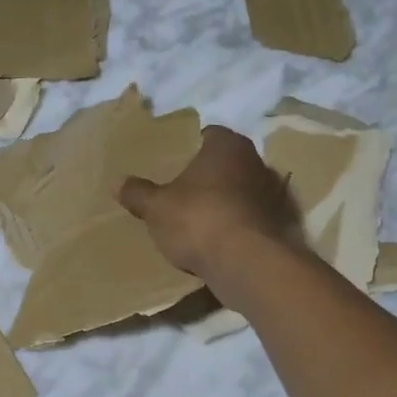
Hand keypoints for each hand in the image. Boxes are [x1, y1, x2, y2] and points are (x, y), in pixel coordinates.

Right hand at [118, 126, 302, 283]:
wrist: (247, 263)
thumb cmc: (198, 219)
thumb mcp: (156, 207)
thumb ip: (138, 193)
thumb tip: (117, 182)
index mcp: (227, 146)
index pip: (209, 134)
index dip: (190, 145)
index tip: (173, 160)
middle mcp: (255, 162)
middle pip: (226, 163)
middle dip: (207, 174)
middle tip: (181, 188)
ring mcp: (272, 195)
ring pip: (240, 191)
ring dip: (222, 201)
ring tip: (196, 217)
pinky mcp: (278, 226)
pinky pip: (248, 219)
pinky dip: (234, 225)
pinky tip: (215, 240)